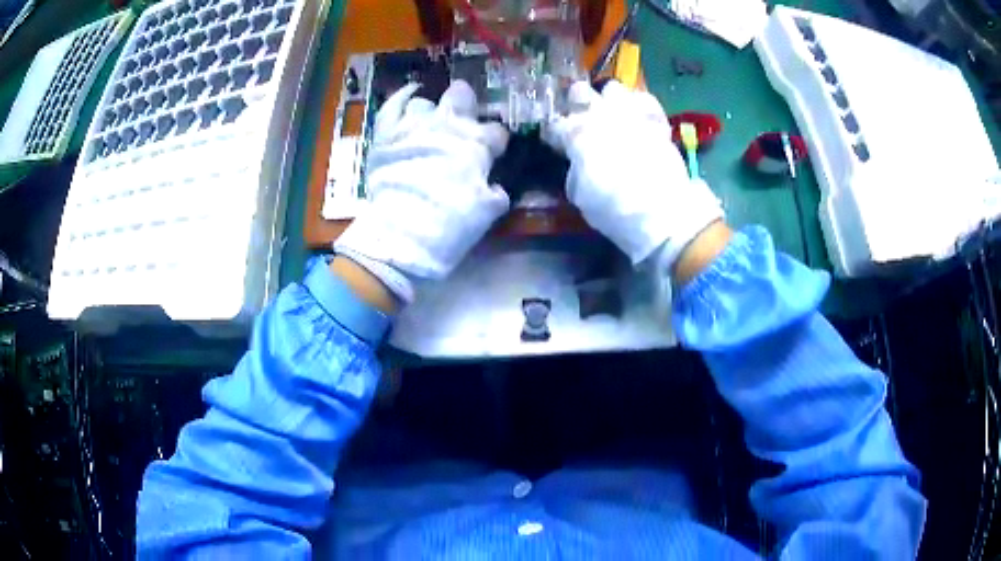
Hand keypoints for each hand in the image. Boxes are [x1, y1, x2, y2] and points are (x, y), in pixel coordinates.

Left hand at [334, 81, 509, 303]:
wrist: (403, 234)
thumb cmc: (449, 225)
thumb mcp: (485, 213)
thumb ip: (494, 194)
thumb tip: (495, 188)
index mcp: (475, 145)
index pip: (496, 132)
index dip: (495, 142)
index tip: (491, 154)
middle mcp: (447, 127)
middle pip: (462, 99)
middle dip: (467, 108)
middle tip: (464, 124)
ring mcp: (414, 125)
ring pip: (427, 103)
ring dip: (432, 113)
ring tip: (431, 125)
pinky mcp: (387, 133)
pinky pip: (393, 105)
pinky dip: (402, 97)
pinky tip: (411, 93)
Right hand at [543, 81, 723, 271]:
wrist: (662, 210)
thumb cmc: (614, 207)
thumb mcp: (581, 196)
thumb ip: (575, 171)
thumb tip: (578, 162)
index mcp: (576, 134)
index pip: (555, 125)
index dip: (553, 133)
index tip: (556, 142)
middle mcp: (600, 115)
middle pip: (580, 91)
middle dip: (577, 102)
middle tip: (582, 118)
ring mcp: (630, 113)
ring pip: (612, 88)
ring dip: (610, 99)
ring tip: (613, 114)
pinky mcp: (656, 119)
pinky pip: (645, 101)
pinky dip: (640, 107)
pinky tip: (640, 118)